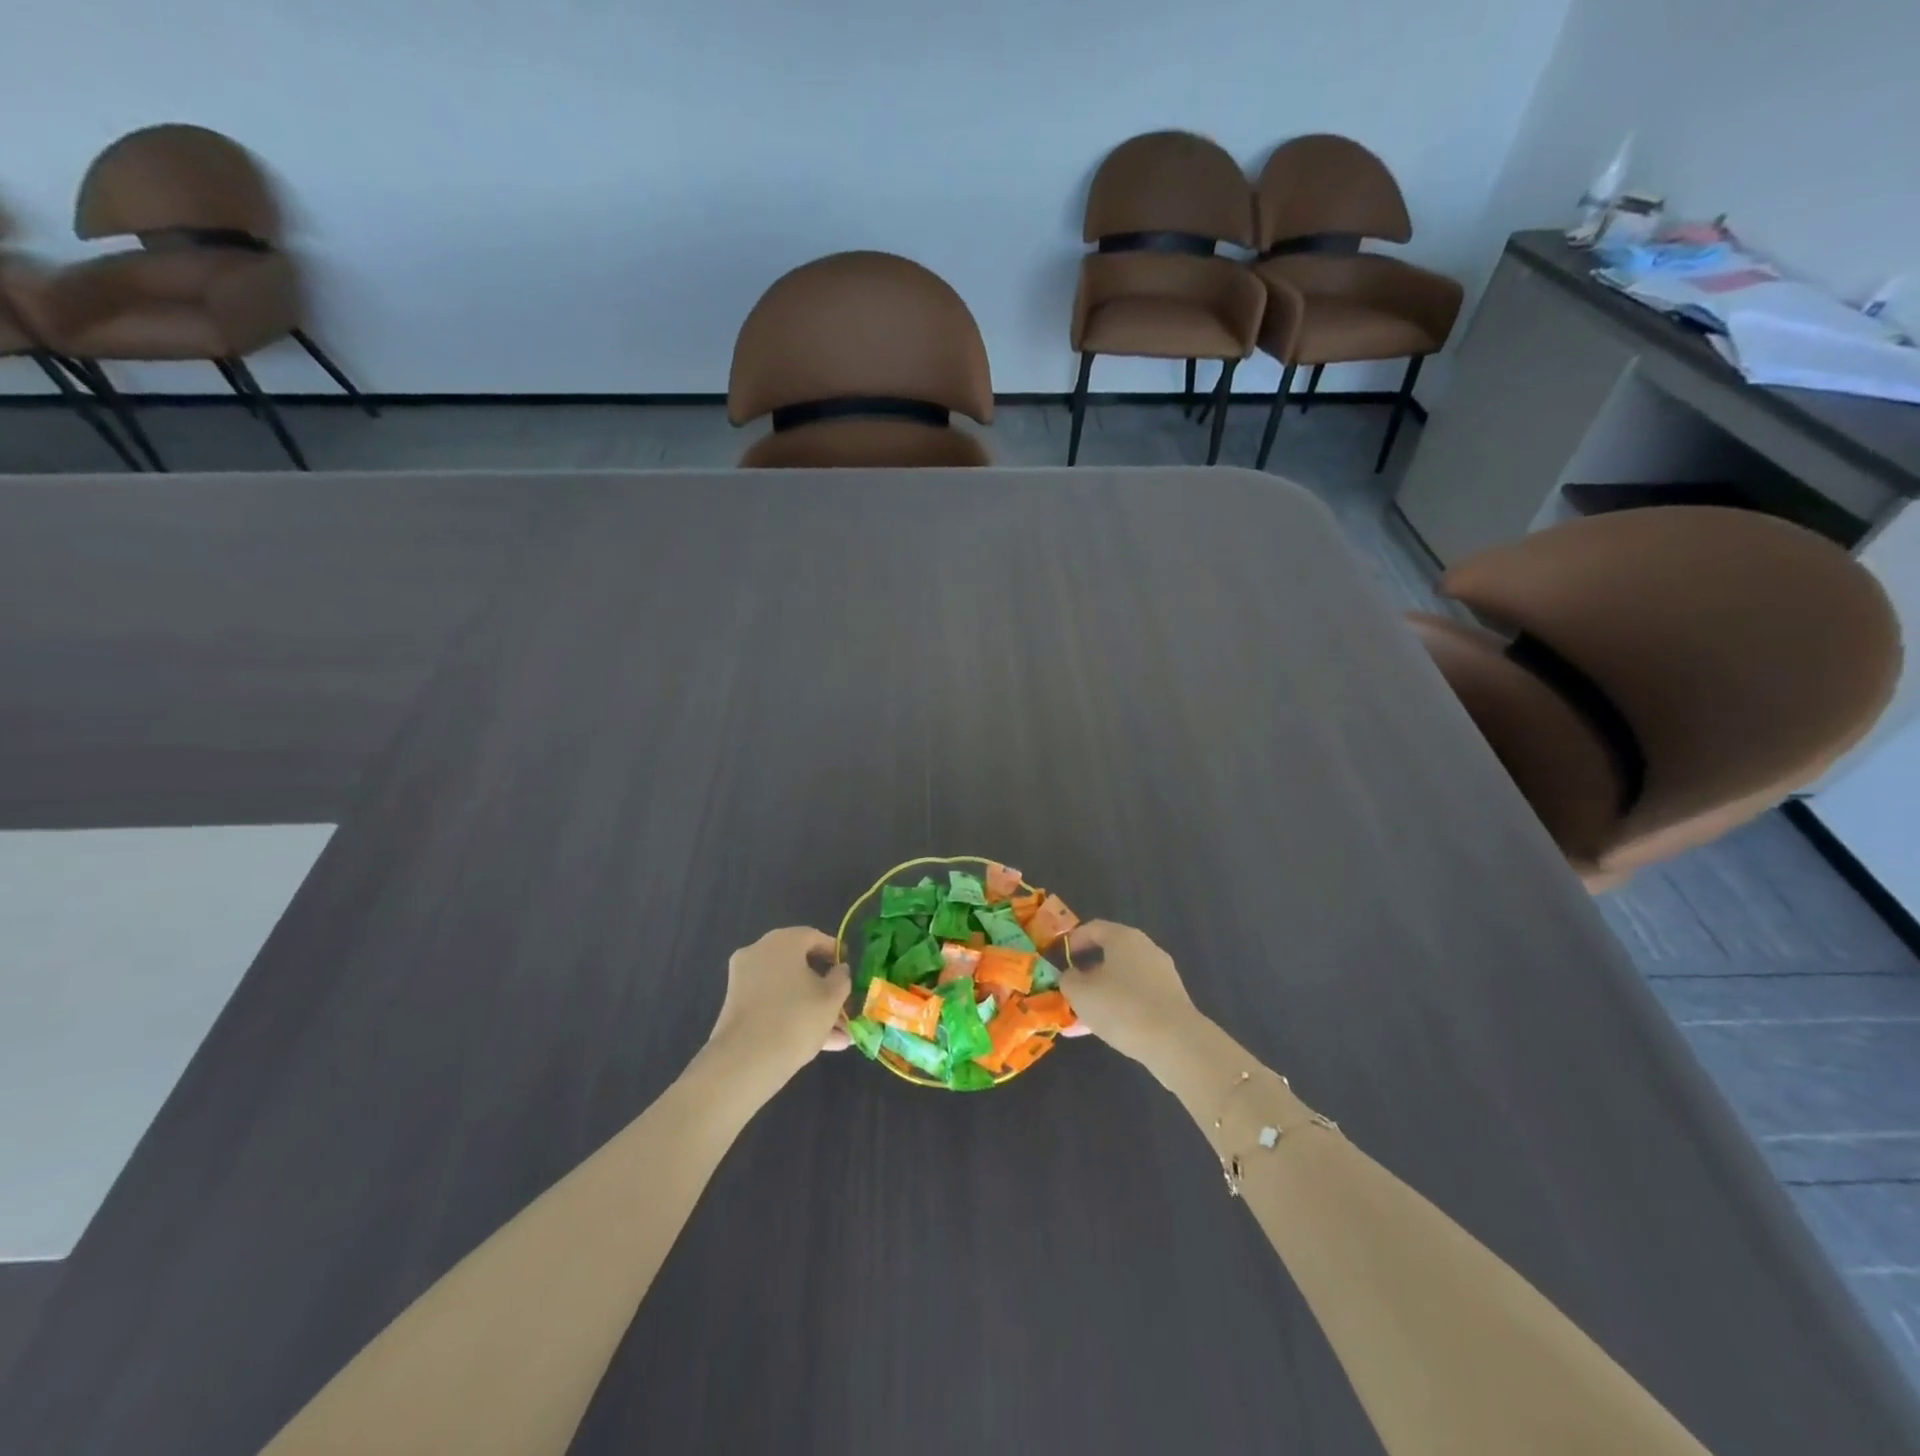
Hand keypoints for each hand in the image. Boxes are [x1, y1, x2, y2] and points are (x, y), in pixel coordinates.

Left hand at [707, 927, 851, 1078]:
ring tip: (839, 1036)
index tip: (850, 971)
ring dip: (813, 1008)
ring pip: (787, 990)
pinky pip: (772, 1005)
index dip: (836, 953)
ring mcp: (743, 980)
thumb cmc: (797, 1018)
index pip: (814, 937)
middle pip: (800, 966)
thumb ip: (842, 978)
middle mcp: (759, 953)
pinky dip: (792, 1017)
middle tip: (845, 1006)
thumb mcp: (832, 998)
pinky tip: (819, 1044)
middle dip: (825, 989)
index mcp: (783, 941)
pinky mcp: (736, 1008)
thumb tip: (839, 970)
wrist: (745, 1062)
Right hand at [1058, 920, 1201, 1066]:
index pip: (1094, 928)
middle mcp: (1145, 949)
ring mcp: (1161, 975)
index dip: (1073, 940)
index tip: (1058, 957)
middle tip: (1069, 989)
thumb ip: (1069, 980)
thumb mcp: (1081, 993)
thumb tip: (1072, 976)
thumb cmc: (1121, 1007)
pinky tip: (1101, 1031)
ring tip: (1080, 1017)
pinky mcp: (1170, 1001)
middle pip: (1109, 955)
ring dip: (1100, 995)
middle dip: (1086, 973)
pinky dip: (1117, 1009)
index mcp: (1124, 938)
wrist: (1175, 1043)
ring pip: (1121, 980)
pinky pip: (1136, 998)